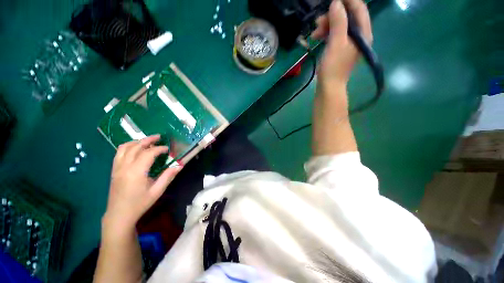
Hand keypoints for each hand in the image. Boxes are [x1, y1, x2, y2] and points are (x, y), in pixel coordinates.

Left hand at [103, 135, 181, 234]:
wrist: (119, 214)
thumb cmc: (140, 203)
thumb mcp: (157, 191)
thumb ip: (168, 176)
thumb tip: (180, 165)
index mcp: (136, 172)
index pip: (148, 153)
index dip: (159, 149)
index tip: (168, 149)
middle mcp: (125, 167)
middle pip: (135, 147)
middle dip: (148, 140)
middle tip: (159, 137)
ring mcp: (117, 168)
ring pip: (124, 148)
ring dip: (136, 141)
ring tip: (147, 141)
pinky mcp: (114, 170)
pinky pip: (118, 153)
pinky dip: (128, 147)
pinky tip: (135, 149)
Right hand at [312, 0, 372, 92]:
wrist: (329, 87)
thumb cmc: (333, 67)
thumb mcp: (336, 43)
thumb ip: (338, 21)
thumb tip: (336, 3)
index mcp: (363, 33)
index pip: (359, 9)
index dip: (347, 1)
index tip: (333, 0)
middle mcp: (358, 35)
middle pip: (347, 16)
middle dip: (332, 16)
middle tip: (318, 21)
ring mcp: (348, 42)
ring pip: (339, 25)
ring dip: (326, 25)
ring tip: (315, 33)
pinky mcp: (339, 48)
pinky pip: (334, 34)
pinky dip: (325, 33)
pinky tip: (316, 37)